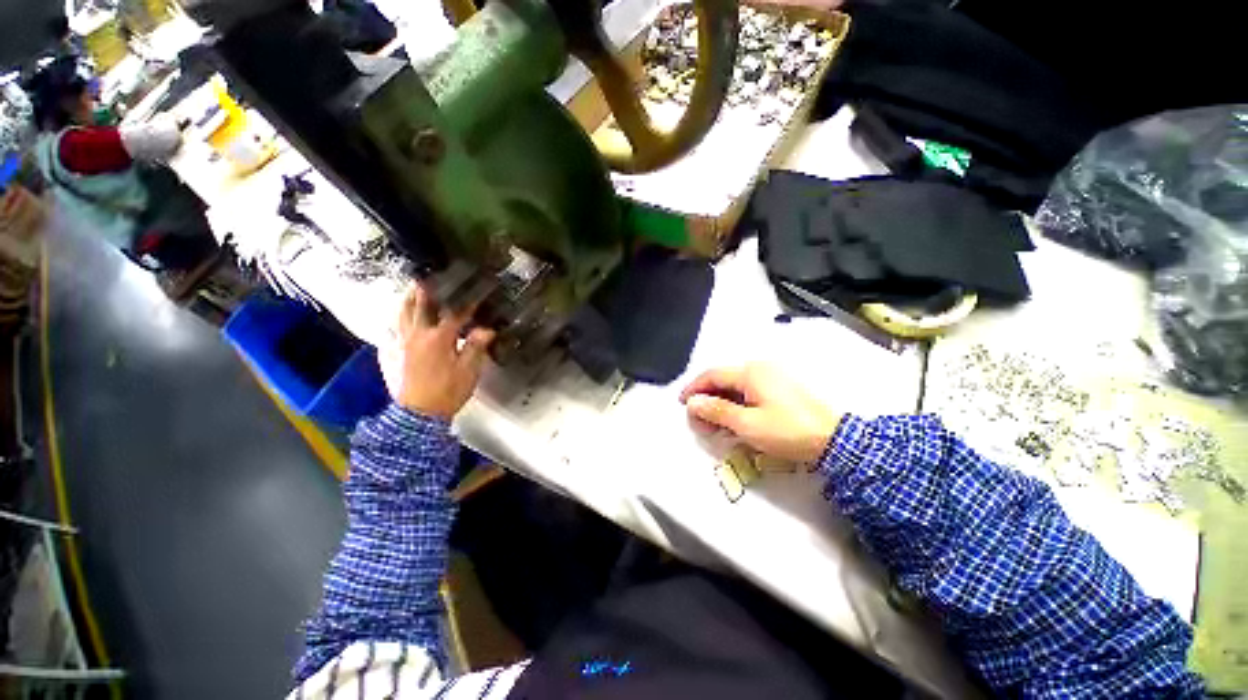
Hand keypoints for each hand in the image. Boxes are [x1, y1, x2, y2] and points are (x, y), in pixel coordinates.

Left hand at [384, 283, 494, 418]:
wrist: (418, 415)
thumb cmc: (448, 391)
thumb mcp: (469, 371)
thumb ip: (475, 347)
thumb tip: (486, 329)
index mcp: (439, 338)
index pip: (455, 314)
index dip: (466, 304)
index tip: (475, 294)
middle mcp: (417, 335)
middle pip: (420, 307)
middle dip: (427, 291)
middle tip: (430, 277)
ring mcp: (400, 344)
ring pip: (401, 316)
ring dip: (407, 301)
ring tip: (411, 290)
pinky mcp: (390, 355)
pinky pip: (390, 332)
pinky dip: (395, 322)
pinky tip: (397, 321)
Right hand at [680, 364, 842, 463]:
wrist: (836, 440)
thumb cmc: (789, 431)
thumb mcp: (748, 424)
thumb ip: (717, 411)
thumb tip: (694, 403)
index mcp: (750, 372)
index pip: (712, 375)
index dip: (694, 388)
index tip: (682, 403)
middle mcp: (759, 369)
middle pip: (722, 380)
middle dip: (706, 399)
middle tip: (697, 420)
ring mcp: (771, 378)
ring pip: (735, 387)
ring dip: (720, 404)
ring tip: (713, 424)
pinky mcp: (779, 389)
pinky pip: (748, 393)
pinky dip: (736, 405)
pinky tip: (733, 421)